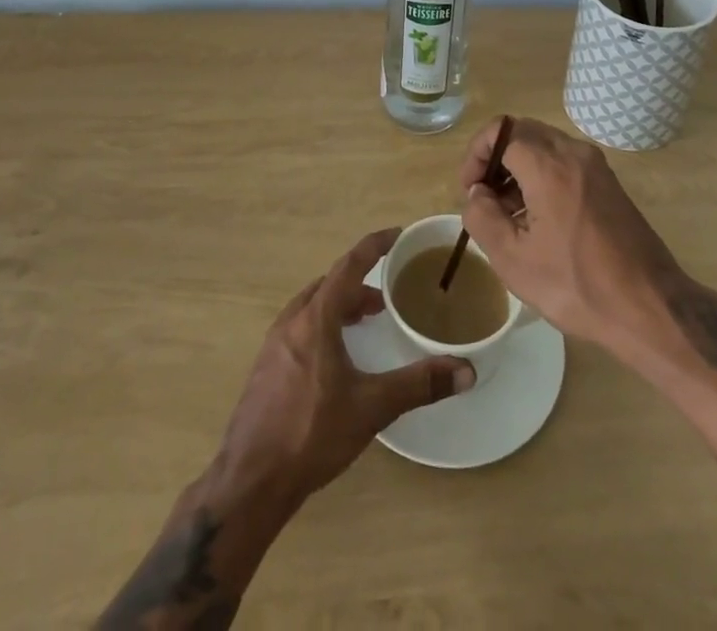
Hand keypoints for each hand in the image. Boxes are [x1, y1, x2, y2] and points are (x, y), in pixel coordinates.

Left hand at [212, 228, 474, 507]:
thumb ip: (419, 385)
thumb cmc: (312, 434)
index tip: (395, 235)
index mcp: (316, 318)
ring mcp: (274, 345)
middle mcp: (292, 322)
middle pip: (329, 285)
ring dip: (339, 305)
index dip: (374, 246)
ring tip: (363, 323)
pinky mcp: (266, 369)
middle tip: (384, 299)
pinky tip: (335, 359)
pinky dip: (323, 325)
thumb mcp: (372, 407)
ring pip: (312, 307)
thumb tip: (466, 370)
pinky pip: (300, 328)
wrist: (250, 481)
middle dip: (358, 284)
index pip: (349, 265)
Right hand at [459, 116, 684, 354]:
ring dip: (519, 167)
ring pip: (545, 146)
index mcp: (549, 165)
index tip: (469, 189)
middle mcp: (574, 153)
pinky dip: (543, 176)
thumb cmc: (576, 284)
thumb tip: (477, 194)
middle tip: (484, 198)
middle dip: (496, 157)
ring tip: (509, 214)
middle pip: (523, 131)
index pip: (500, 131)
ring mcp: (596, 166)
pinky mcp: (608, 183)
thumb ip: (482, 217)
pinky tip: (539, 219)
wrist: (649, 307)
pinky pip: (565, 162)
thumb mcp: (513, 260)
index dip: (476, 154)